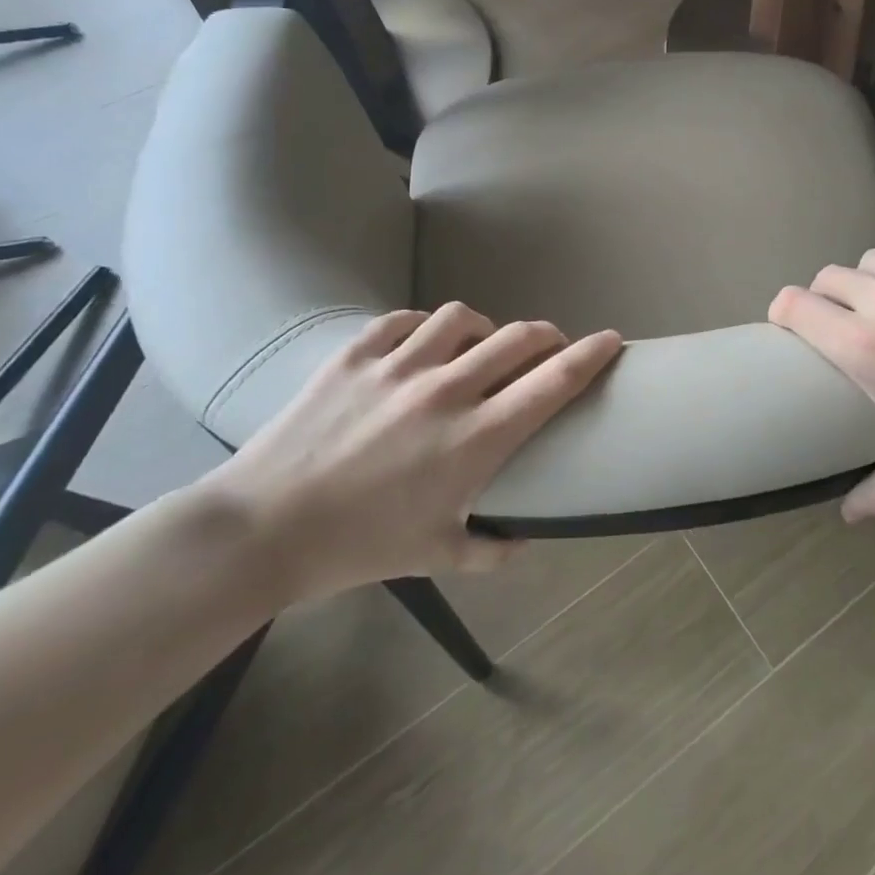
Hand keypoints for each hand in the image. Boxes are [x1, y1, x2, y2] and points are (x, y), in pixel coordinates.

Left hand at [201, 303, 621, 599]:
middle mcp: (447, 391)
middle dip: (547, 335)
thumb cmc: (358, 547)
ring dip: (484, 328)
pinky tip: (421, 345)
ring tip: (479, 345)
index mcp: (476, 438)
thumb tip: (527, 541)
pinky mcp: (356, 355)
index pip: (554, 381)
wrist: (262, 530)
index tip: (612, 340)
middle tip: (548, 347)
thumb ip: (492, 548)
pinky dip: (423, 328)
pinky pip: (404, 321)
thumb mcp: (436, 556)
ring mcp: (399, 366)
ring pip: (462, 318)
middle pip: (519, 337)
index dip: (591, 354)